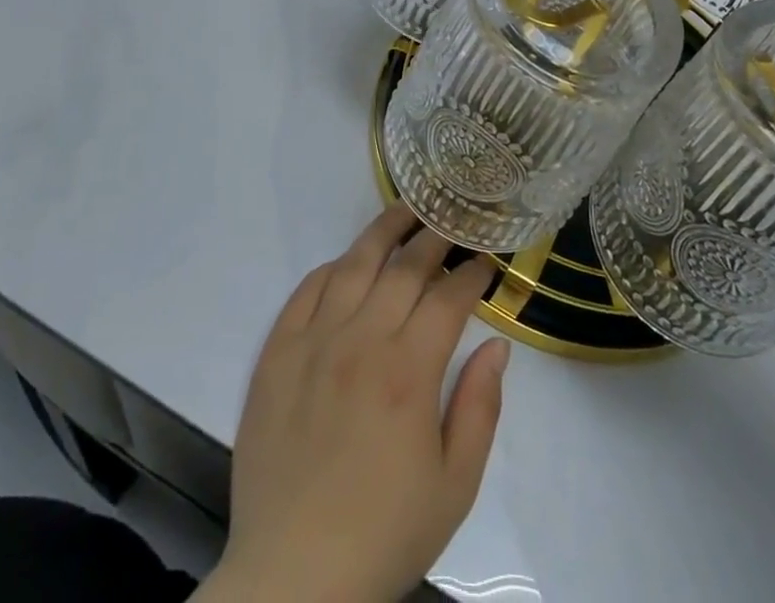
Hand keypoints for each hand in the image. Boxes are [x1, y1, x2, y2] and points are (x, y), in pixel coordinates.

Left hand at [199, 205, 509, 602]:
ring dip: (384, 231)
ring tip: (405, 208)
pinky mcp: (277, 351)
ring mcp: (314, 340)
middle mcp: (362, 340)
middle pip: (404, 268)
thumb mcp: (454, 486)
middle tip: (452, 219)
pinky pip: (306, 289)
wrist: (292, 575)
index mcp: (409, 372)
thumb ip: (480, 408)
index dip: (471, 273)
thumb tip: (497, 345)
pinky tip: (347, 260)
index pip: (447, 297)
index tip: (485, 260)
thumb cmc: (383, 533)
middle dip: (434, 237)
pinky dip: (331, 267)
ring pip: (354, 264)